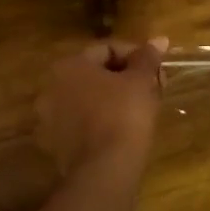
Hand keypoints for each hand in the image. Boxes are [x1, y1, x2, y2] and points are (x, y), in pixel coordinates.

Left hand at [35, 38, 167, 175]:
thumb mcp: (141, 81)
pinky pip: (83, 123)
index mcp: (69, 65)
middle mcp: (51, 87)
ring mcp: (50, 119)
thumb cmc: (124, 115)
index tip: (156, 70)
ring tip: (141, 110)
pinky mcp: (55, 146)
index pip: (107, 49)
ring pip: (89, 99)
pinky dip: (101, 121)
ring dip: (113, 99)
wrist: (105, 171)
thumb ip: (147, 57)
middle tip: (152, 88)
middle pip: (96, 74)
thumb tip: (159, 39)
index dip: (137, 56)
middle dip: (126, 78)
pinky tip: (122, 131)